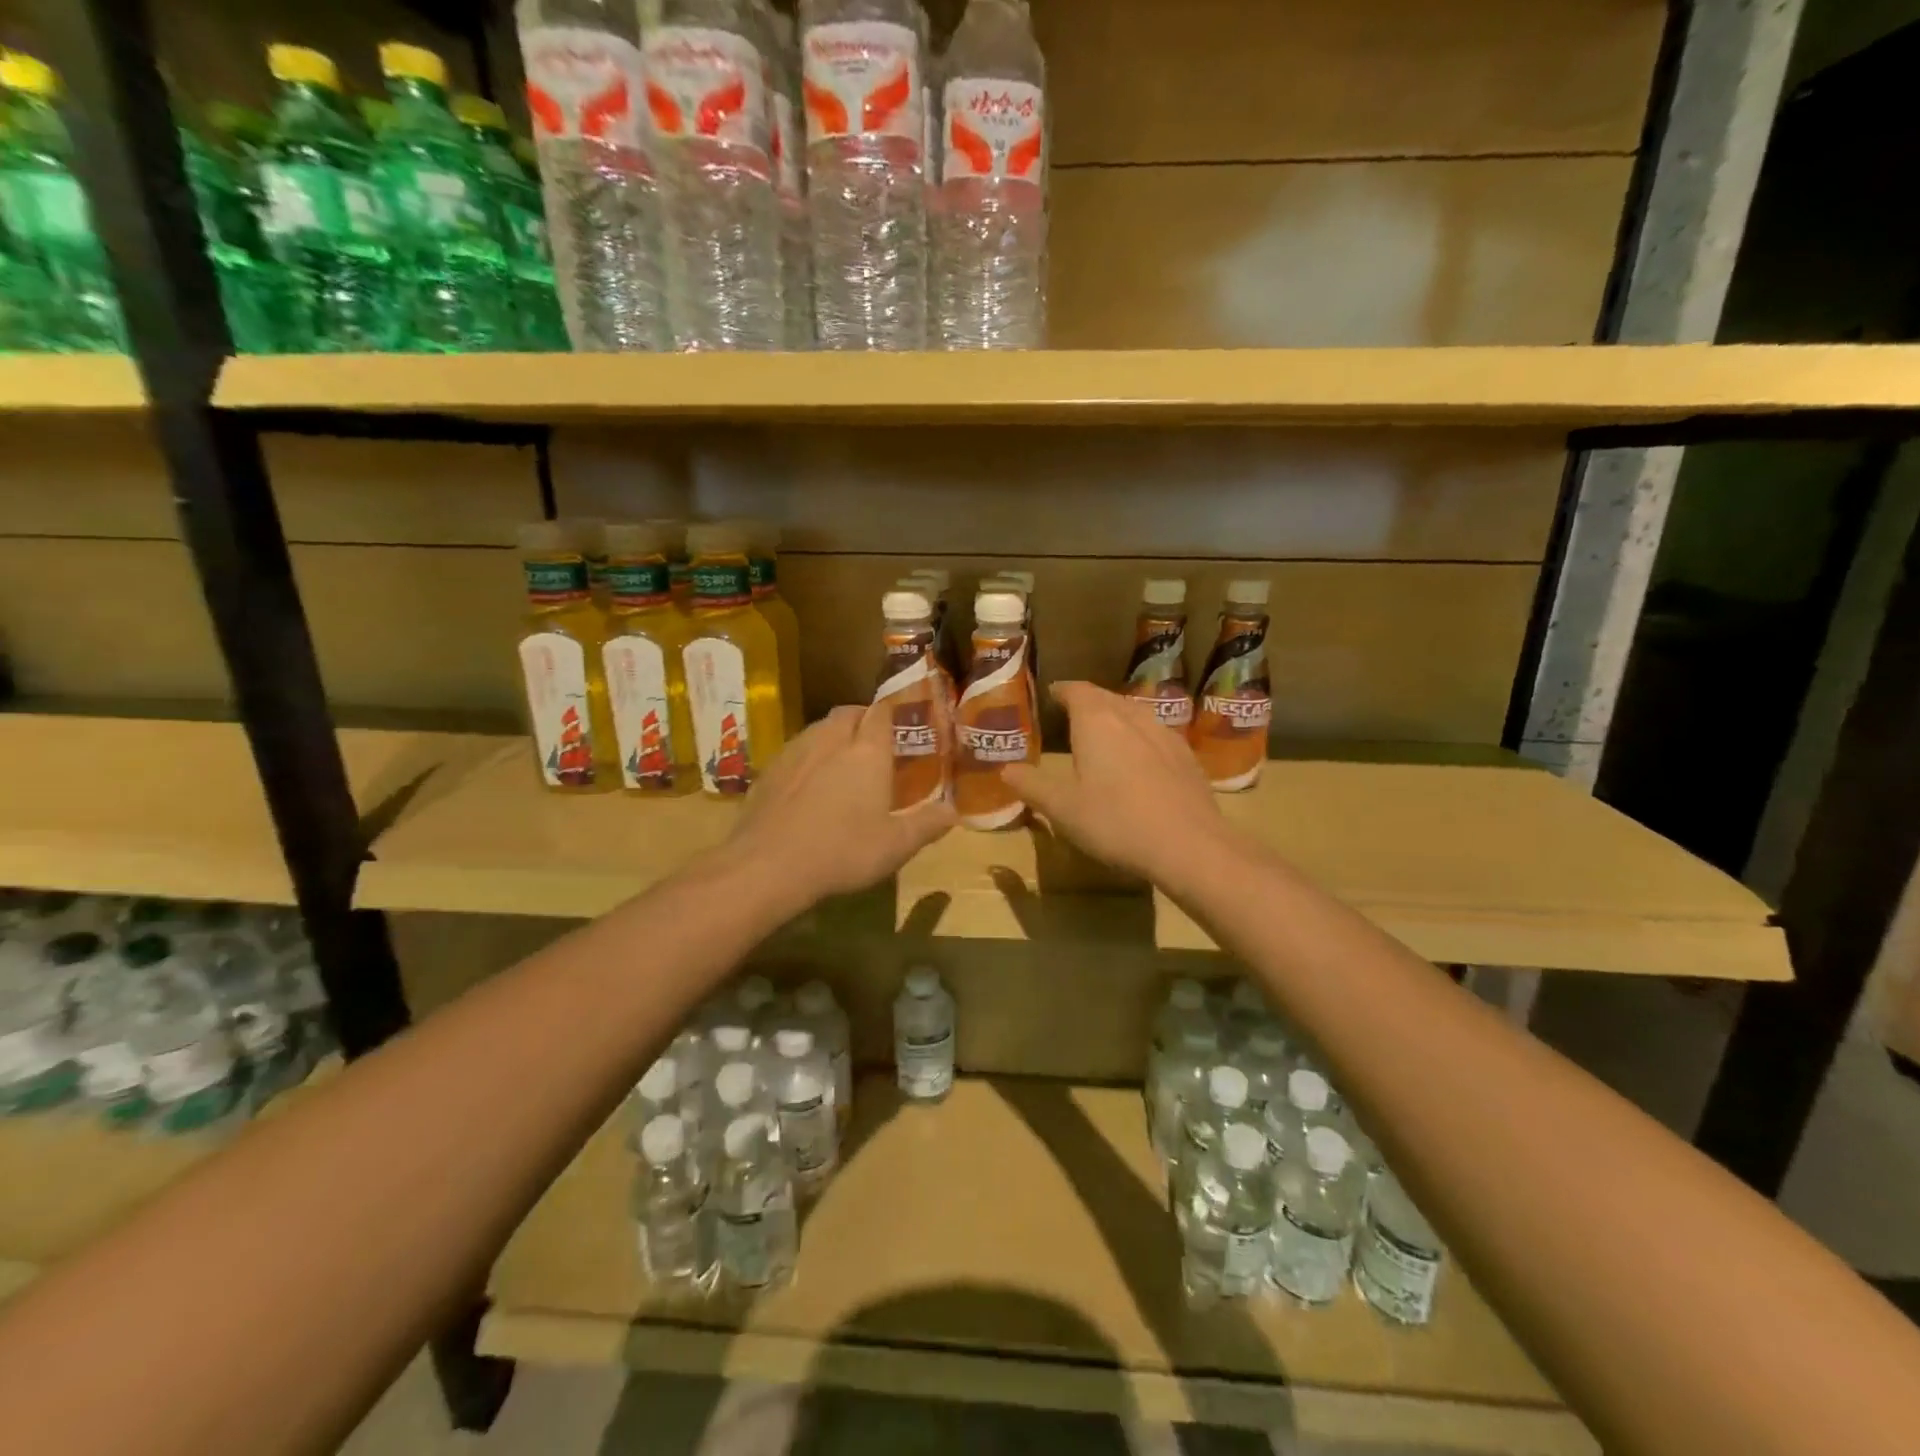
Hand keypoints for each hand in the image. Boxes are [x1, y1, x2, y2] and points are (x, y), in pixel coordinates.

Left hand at [731, 703, 955, 901]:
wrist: (768, 865)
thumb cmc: (842, 851)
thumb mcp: (896, 846)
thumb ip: (927, 824)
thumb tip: (954, 811)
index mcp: (867, 751)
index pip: (882, 713)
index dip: (892, 714)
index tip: (902, 726)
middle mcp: (831, 740)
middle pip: (848, 713)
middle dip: (862, 720)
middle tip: (874, 744)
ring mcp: (795, 752)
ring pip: (818, 728)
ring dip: (833, 735)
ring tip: (842, 761)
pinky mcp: (769, 769)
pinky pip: (795, 750)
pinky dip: (807, 757)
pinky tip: (807, 784)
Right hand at [1001, 681, 1234, 884]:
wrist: (1189, 845)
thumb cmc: (1115, 821)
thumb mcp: (1062, 809)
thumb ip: (1032, 786)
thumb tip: (1007, 770)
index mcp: (1097, 722)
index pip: (1077, 691)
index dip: (1063, 691)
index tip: (1053, 694)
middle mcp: (1132, 718)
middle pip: (1107, 698)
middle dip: (1089, 701)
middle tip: (1073, 712)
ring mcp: (1164, 735)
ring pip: (1135, 713)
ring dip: (1117, 716)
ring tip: (1105, 731)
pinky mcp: (1187, 757)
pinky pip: (1157, 734)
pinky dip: (1141, 737)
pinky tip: (1141, 757)